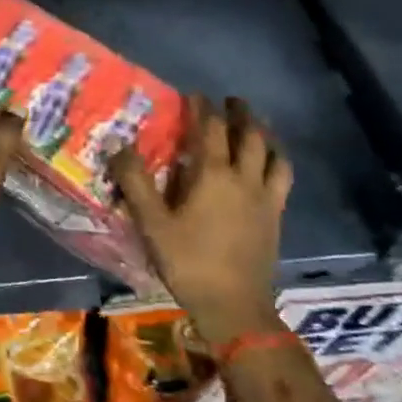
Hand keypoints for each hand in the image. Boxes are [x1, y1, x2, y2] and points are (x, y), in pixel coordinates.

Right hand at [111, 95, 292, 341]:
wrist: (235, 307)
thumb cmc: (189, 262)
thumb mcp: (152, 223)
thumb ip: (135, 182)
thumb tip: (119, 144)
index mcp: (213, 175)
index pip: (210, 129)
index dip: (201, 108)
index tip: (194, 94)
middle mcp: (244, 179)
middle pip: (249, 135)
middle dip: (239, 113)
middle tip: (230, 101)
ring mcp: (265, 198)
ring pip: (273, 154)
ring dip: (265, 133)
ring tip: (258, 125)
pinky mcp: (276, 217)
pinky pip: (282, 178)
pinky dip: (276, 161)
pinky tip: (269, 167)